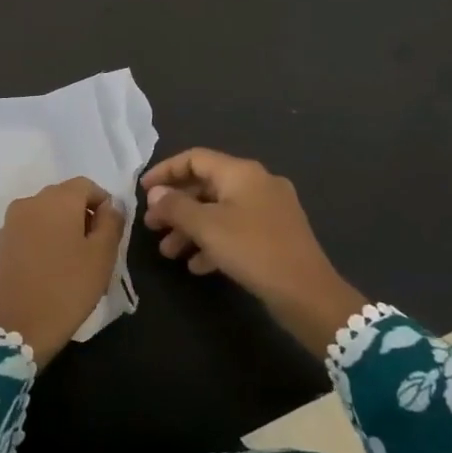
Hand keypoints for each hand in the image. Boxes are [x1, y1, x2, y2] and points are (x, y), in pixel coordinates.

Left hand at [0, 178, 125, 364]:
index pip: (86, 185)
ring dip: (63, 227)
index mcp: (57, 199)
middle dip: (83, 215)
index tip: (111, 233)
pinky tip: (52, 267)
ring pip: (47, 213)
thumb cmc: (68, 288)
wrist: (19, 328)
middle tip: (96, 249)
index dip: (103, 204)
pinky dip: (45, 238)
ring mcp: (12, 222)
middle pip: (64, 197)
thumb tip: (110, 205)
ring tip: (74, 261)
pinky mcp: (1, 243)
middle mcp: (30, 201)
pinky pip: (31, 229)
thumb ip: (111, 222)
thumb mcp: (102, 255)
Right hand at [141, 149, 367, 356]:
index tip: (143, 191)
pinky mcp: (275, 235)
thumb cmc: (253, 250)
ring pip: (220, 211)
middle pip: (206, 185)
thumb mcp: (208, 227)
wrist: (308, 293)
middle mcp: (257, 183)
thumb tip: (156, 193)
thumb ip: (176, 207)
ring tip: (169, 252)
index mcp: (242, 172)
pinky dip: (214, 242)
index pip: (195, 158)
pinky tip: (197, 266)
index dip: (166, 171)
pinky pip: (236, 230)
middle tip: (152, 226)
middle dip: (176, 206)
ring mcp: (269, 209)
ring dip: (191, 228)